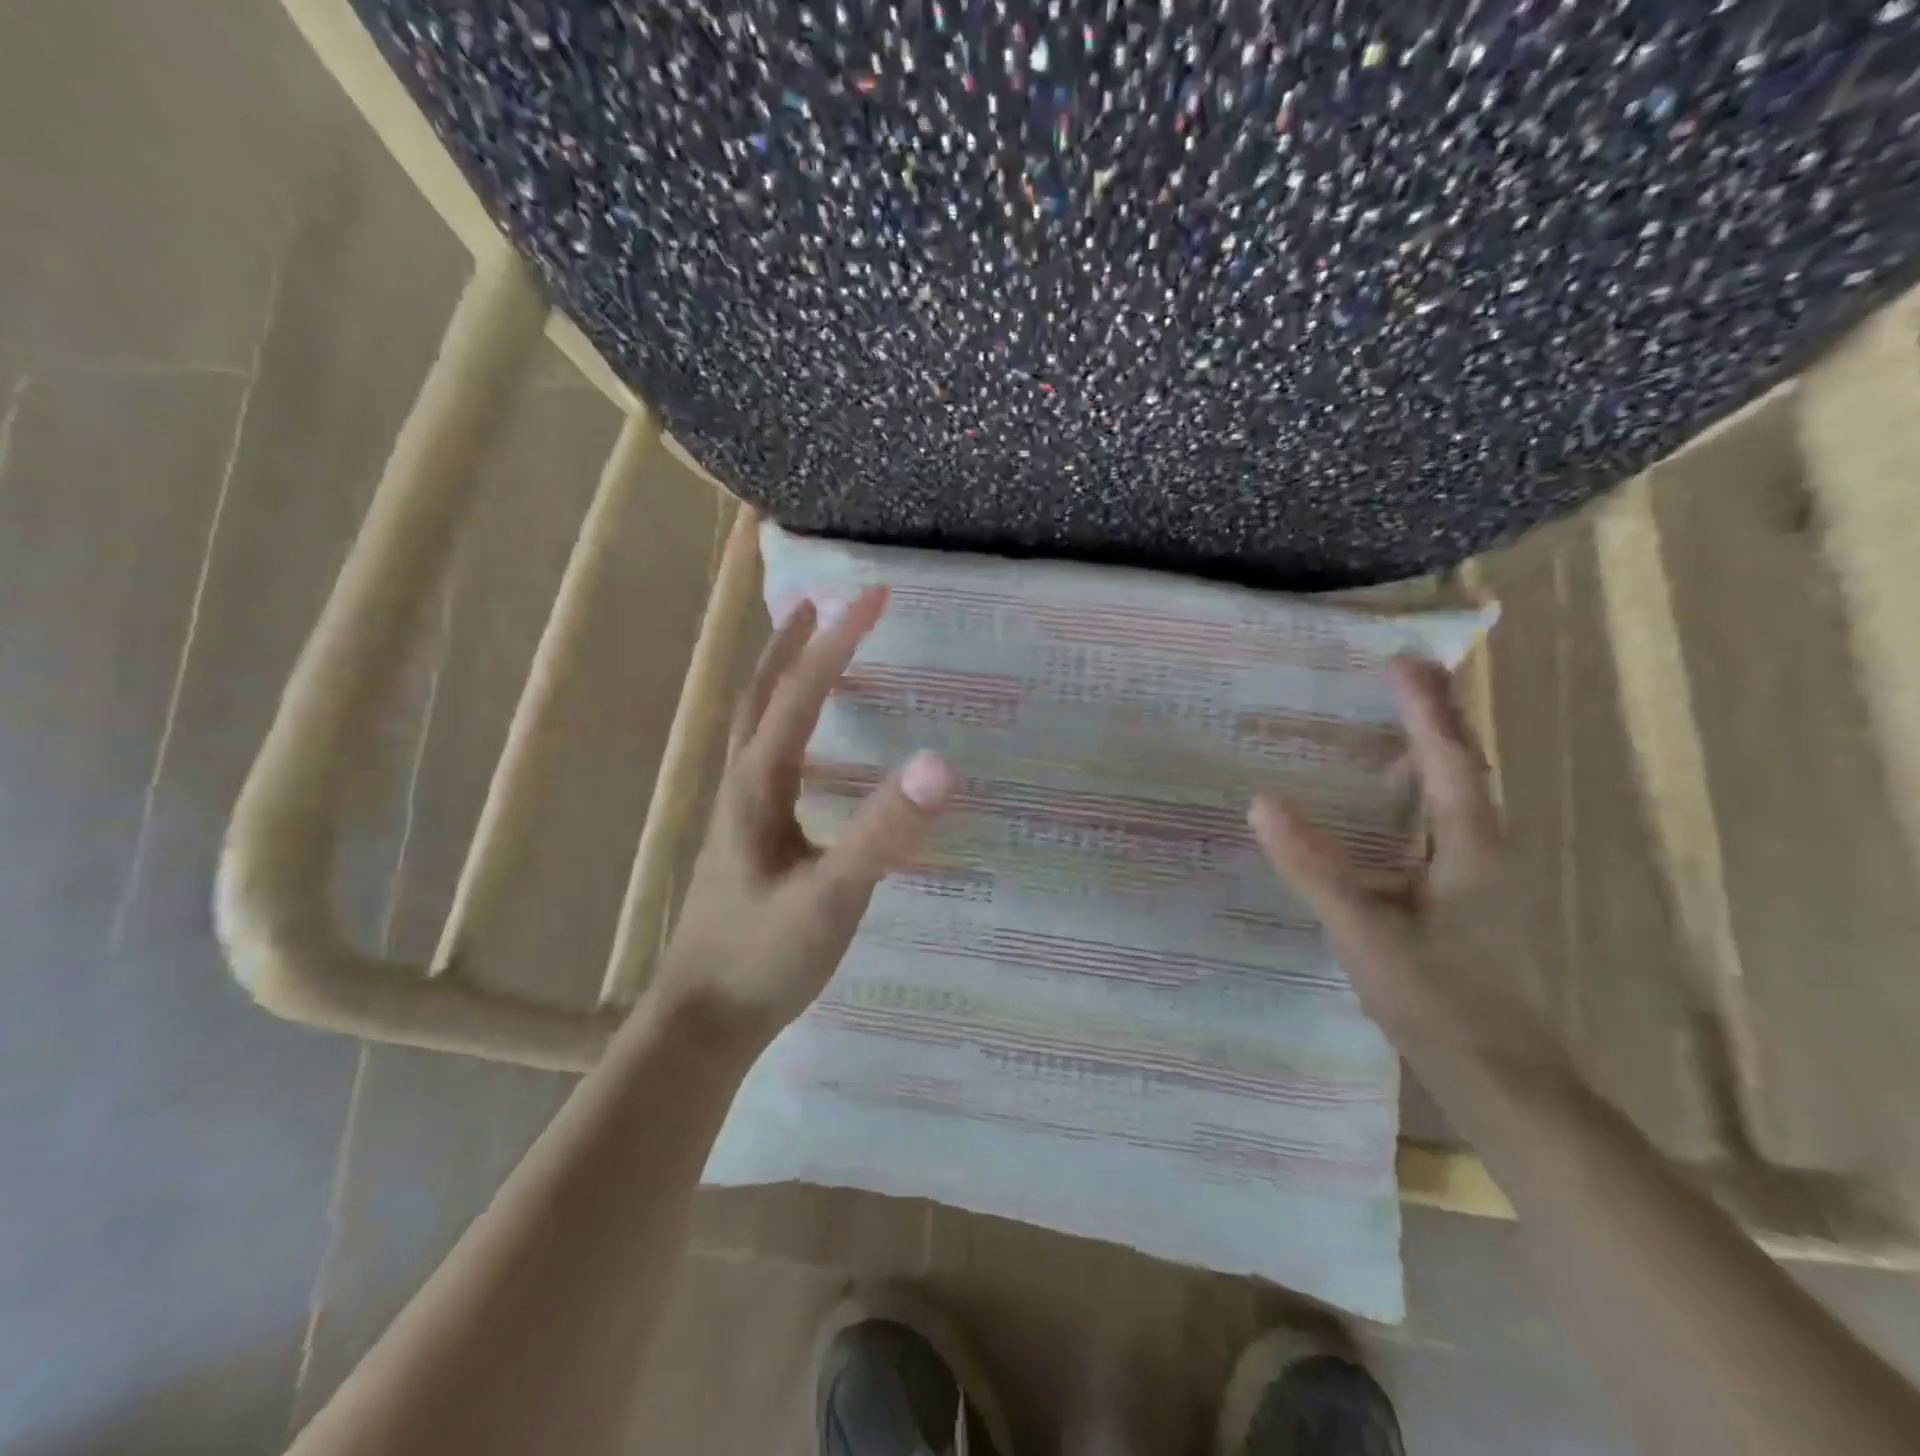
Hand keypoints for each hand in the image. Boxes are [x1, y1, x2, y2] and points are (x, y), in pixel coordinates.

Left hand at [654, 585, 957, 1043]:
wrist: (703, 1022)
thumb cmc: (762, 958)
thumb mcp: (832, 897)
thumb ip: (882, 833)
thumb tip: (937, 762)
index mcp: (758, 784)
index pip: (800, 692)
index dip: (839, 641)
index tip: (875, 595)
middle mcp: (742, 785)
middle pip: (761, 694)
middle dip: (792, 643)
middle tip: (823, 604)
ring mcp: (741, 814)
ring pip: (756, 726)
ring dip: (781, 679)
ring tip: (811, 654)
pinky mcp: (748, 840)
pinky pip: (767, 760)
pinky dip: (786, 727)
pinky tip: (810, 751)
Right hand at [1249, 656, 1553, 1068]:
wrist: (1506, 1083)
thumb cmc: (1441, 1004)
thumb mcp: (1365, 932)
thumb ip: (1315, 867)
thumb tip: (1262, 802)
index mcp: (1471, 848)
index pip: (1448, 760)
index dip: (1424, 709)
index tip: (1398, 662)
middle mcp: (1486, 852)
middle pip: (1465, 768)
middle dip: (1438, 717)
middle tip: (1405, 676)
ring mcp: (1482, 880)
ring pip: (1460, 798)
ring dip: (1434, 753)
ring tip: (1400, 724)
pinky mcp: (1469, 904)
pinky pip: (1445, 827)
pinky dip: (1423, 795)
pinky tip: (1394, 811)